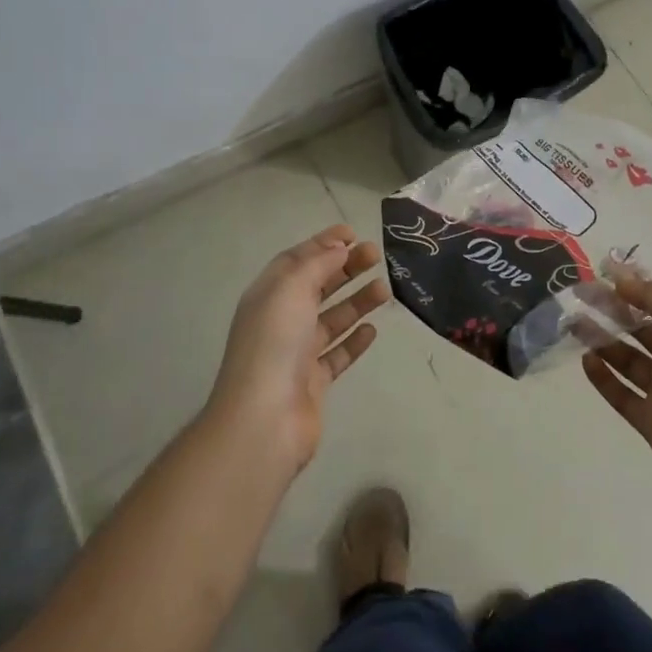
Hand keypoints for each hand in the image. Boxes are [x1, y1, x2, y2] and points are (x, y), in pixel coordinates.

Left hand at [208, 225, 390, 474]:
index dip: (323, 244)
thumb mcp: (292, 289)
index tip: (353, 233)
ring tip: (385, 290)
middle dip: (345, 268)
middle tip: (377, 255)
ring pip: (331, 318)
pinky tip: (373, 331)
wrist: (265, 419)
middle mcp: (281, 320)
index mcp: (269, 295)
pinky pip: (337, 353)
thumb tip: (337, 248)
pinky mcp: (313, 381)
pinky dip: (354, 340)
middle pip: (317, 286)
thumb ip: (317, 264)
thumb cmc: (275, 343)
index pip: (297, 260)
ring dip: (356, 301)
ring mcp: (296, 353)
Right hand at [582, 273, 651, 502]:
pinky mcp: (650, 420)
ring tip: (574, 324)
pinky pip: (621, 393)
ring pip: (627, 358)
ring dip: (602, 340)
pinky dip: (603, 377)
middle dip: (612, 310)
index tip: (602, 270)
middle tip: (579, 295)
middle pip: (641, 327)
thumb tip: (622, 278)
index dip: (635, 284)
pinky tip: (585, 361)